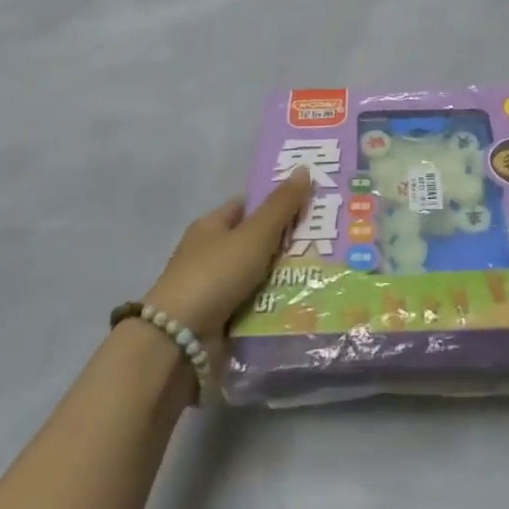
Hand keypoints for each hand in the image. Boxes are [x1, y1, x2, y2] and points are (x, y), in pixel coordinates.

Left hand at [143, 170, 312, 341]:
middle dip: (289, 243)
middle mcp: (212, 253)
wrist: (179, 340)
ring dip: (286, 277)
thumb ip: (281, 205)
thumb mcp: (254, 234)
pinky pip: (257, 305)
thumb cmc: (215, 274)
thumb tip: (304, 168)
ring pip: (261, 276)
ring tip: (327, 273)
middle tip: (329, 241)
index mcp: (212, 226)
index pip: (249, 205)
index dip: (278, 203)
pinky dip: (276, 305)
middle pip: (257, 241)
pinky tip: (307, 303)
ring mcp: (216, 288)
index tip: (312, 205)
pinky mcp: (222, 319)